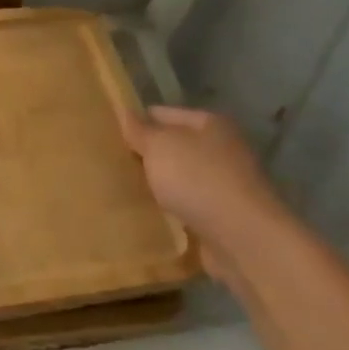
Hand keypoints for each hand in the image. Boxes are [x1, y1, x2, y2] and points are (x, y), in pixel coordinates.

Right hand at [121, 105, 285, 282]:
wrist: (241, 237)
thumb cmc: (198, 179)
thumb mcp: (160, 147)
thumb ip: (140, 130)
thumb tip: (124, 112)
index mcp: (210, 123)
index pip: (162, 114)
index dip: (135, 122)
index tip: (107, 137)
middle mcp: (222, 148)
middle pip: (173, 146)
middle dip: (145, 156)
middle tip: (111, 165)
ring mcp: (225, 183)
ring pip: (179, 177)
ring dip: (157, 184)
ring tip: (124, 191)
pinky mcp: (223, 215)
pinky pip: (187, 205)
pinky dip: (170, 209)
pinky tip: (148, 215)